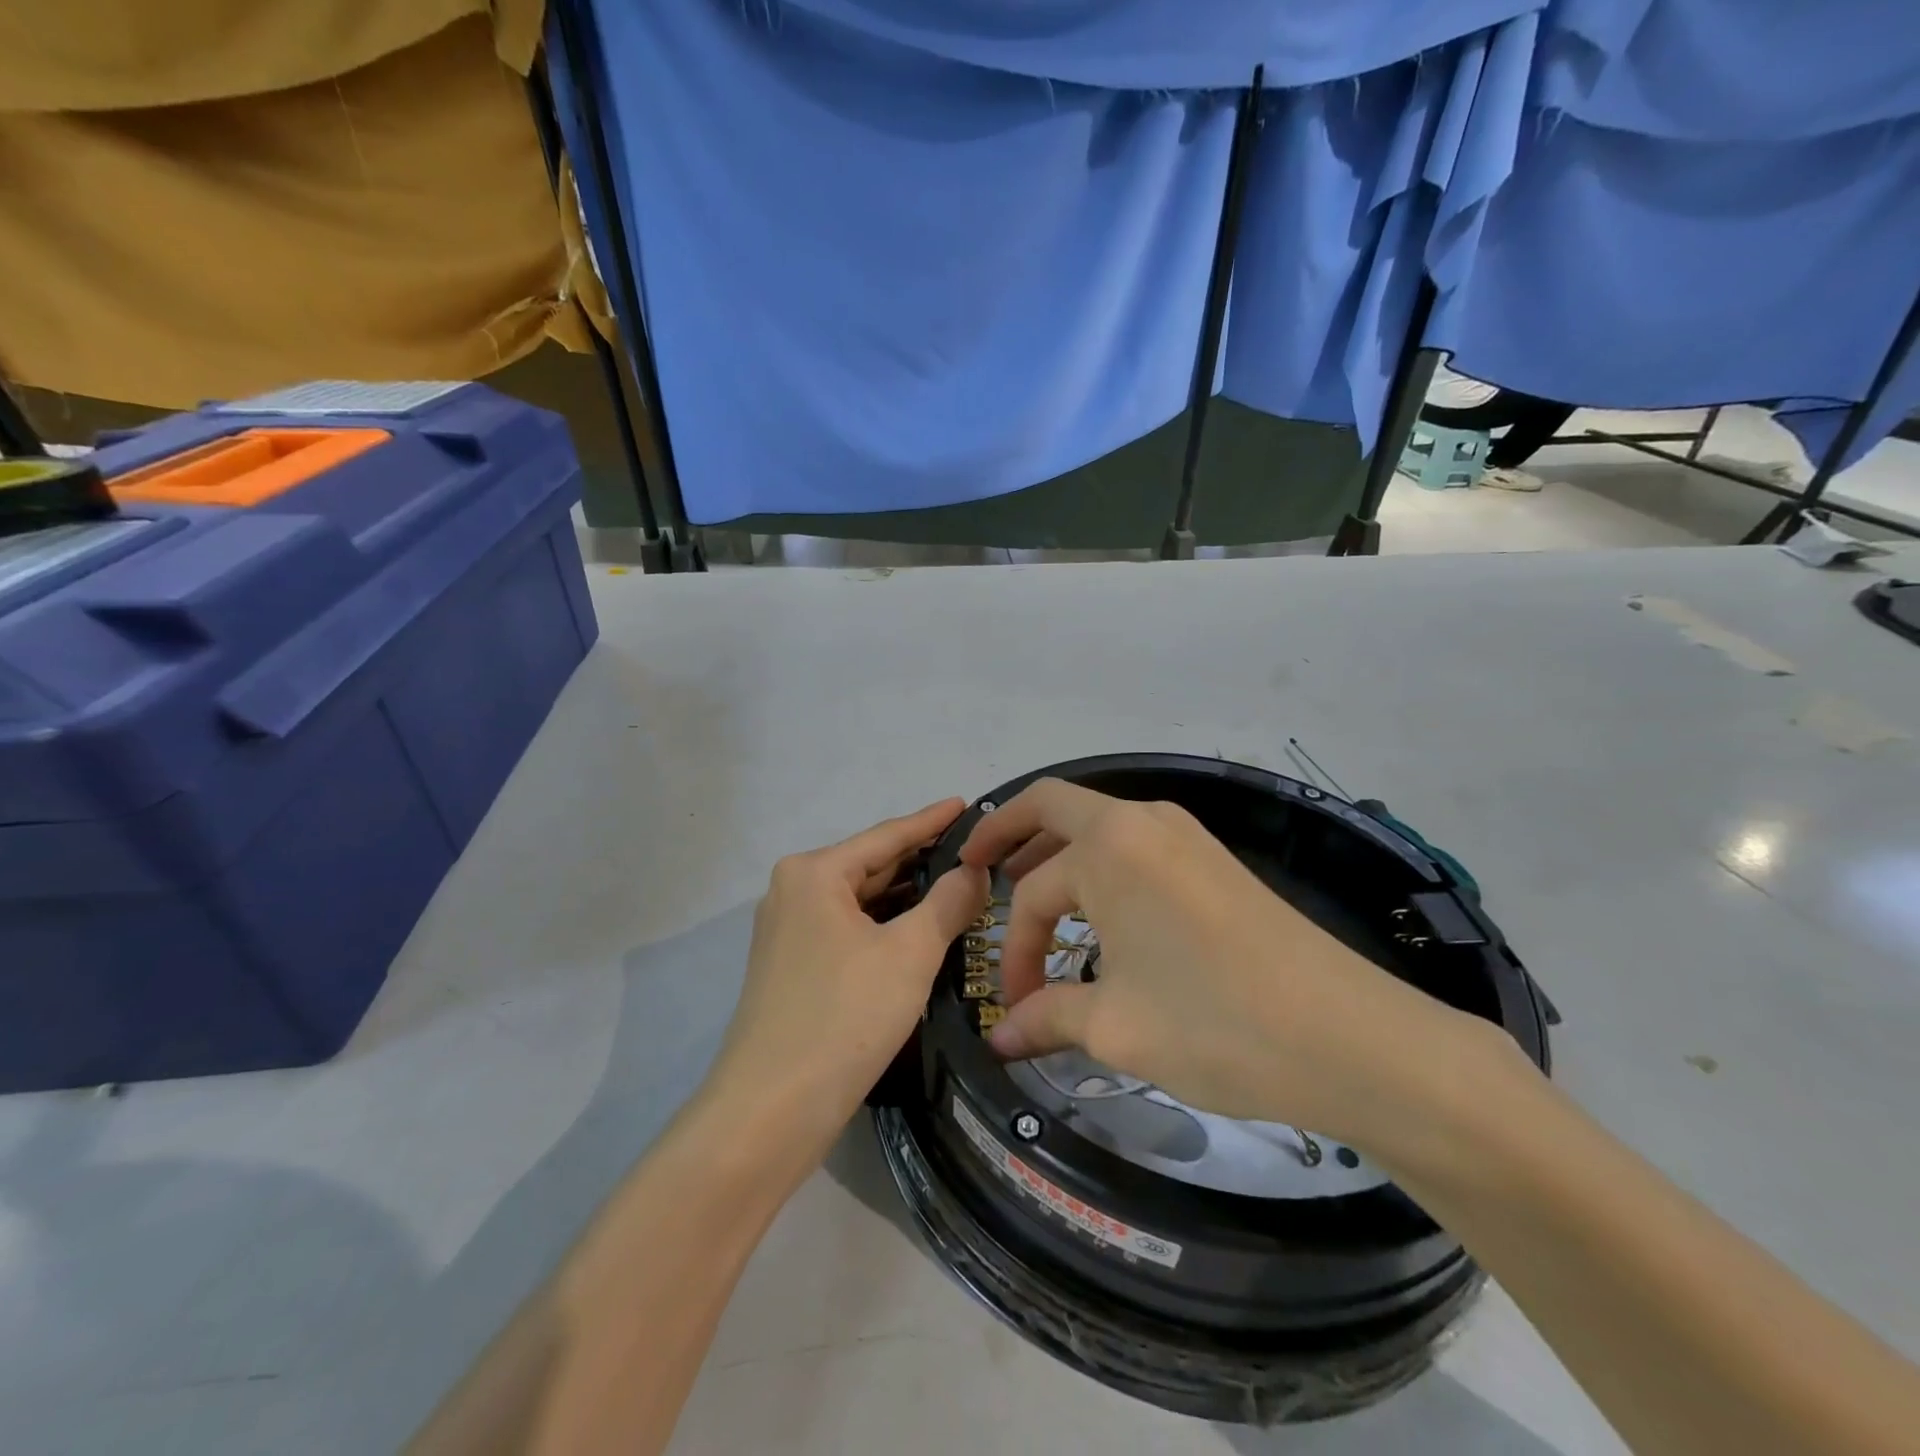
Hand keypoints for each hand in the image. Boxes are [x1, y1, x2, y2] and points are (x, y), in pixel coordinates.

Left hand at [707, 800, 988, 1154]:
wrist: (770, 1110)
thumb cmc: (845, 1016)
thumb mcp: (909, 953)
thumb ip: (948, 902)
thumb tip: (974, 869)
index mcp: (814, 872)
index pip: (887, 835)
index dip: (932, 820)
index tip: (967, 803)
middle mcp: (793, 890)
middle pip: (871, 865)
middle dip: (922, 862)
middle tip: (975, 853)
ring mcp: (788, 930)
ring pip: (860, 901)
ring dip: (907, 898)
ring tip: (959, 887)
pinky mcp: (792, 966)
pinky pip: (848, 929)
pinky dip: (885, 926)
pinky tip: (920, 930)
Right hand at [961, 781, 1496, 1150]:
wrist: (1353, 1039)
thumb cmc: (1216, 1024)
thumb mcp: (1117, 1027)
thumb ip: (1047, 1019)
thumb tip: (999, 1039)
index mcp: (1108, 847)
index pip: (1034, 893)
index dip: (1015, 951)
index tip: (1015, 1005)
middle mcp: (1142, 820)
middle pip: (1052, 808)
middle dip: (1007, 834)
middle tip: (976, 869)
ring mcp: (1184, 834)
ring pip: (1096, 827)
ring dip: (1056, 854)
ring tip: (1033, 897)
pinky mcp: (1213, 859)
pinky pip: (1134, 847)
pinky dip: (1100, 867)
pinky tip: (1099, 913)